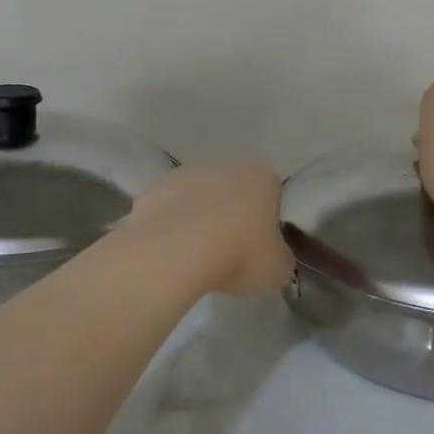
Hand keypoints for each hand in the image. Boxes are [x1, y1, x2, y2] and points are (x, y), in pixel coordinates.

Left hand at [122, 160, 293, 297]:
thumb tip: (274, 257)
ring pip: (198, 199)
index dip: (267, 223)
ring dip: (198, 220)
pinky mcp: (153, 189)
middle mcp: (224, 164)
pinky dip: (170, 229)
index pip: (272, 195)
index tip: (261, 248)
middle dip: (231, 217)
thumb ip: (280, 258)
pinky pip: (169, 212)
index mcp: (262, 176)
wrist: (176, 252)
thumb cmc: (239, 253)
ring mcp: (185, 174)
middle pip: (233, 192)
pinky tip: (170, 254)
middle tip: (230, 254)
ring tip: (196, 258)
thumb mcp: (277, 269)